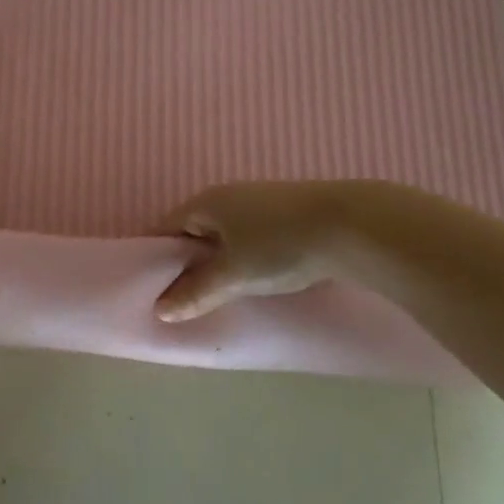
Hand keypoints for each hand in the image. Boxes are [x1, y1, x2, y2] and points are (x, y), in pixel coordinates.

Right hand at [153, 181, 355, 322]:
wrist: (352, 224)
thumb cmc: (279, 246)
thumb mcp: (234, 274)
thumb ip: (196, 292)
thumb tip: (160, 309)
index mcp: (206, 203)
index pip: (166, 227)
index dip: (157, 255)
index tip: (151, 285)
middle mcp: (227, 194)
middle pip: (195, 228)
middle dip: (189, 259)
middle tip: (186, 294)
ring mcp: (258, 199)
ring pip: (225, 231)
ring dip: (219, 256)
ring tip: (222, 289)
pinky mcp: (286, 209)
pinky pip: (250, 232)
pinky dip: (245, 252)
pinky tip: (258, 273)